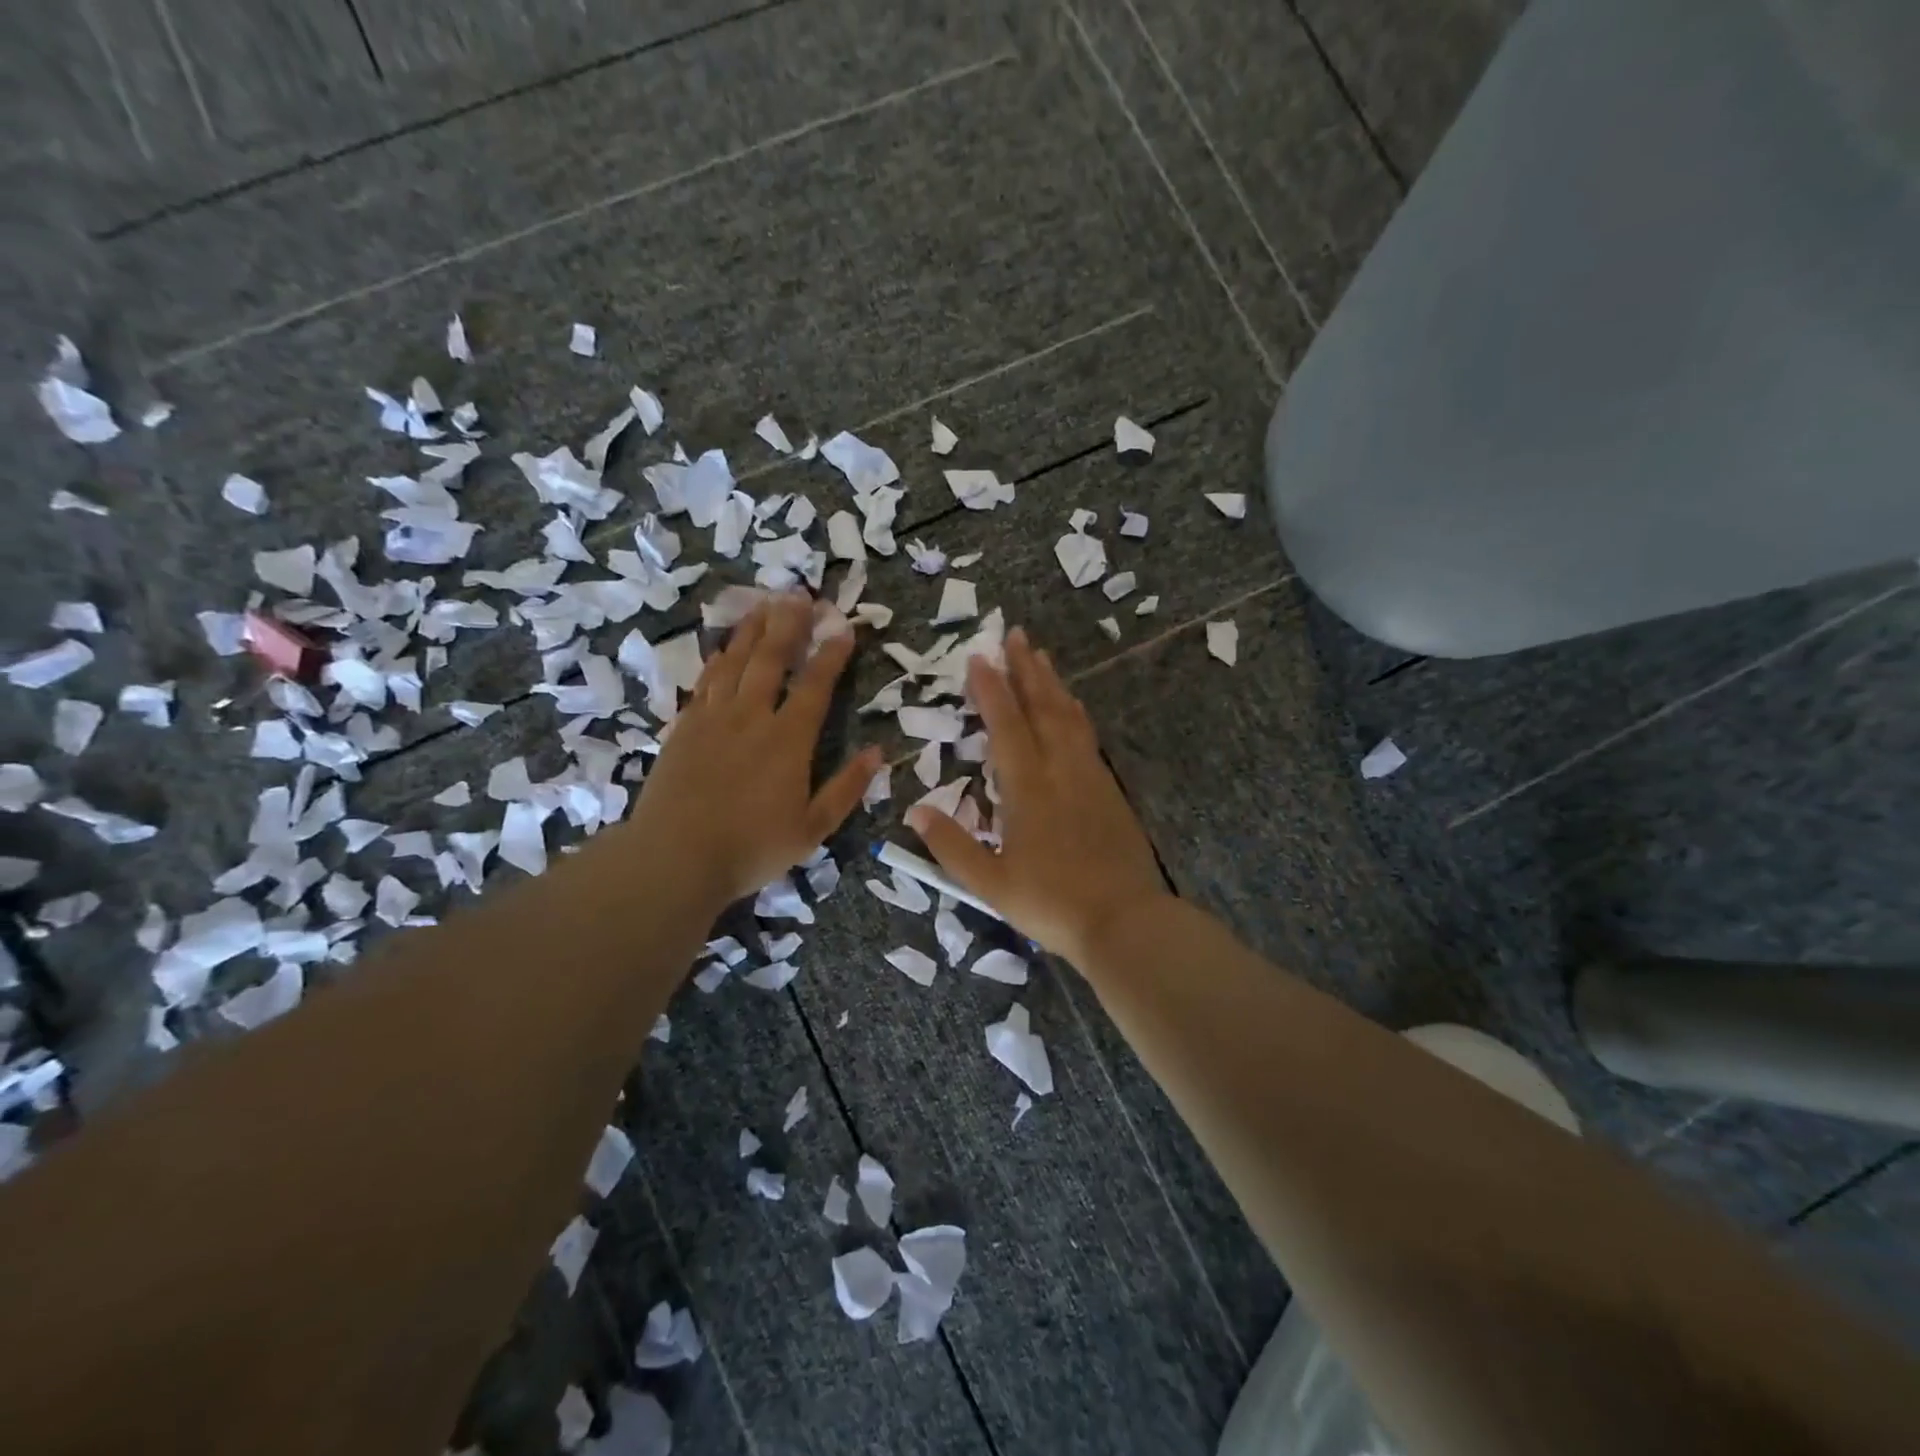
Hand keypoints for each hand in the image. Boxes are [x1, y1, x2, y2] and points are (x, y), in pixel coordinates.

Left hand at [634, 595, 881, 907]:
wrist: (675, 858)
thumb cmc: (751, 848)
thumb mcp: (813, 829)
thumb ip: (846, 788)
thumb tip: (878, 752)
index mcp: (788, 741)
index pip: (815, 686)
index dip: (831, 654)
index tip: (844, 628)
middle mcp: (751, 718)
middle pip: (771, 660)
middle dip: (788, 624)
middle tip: (799, 594)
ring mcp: (713, 719)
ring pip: (734, 662)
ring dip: (752, 631)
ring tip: (764, 604)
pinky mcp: (684, 727)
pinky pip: (705, 682)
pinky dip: (718, 659)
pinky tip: (724, 648)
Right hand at [905, 627, 1169, 964]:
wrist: (1125, 920)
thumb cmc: (1051, 903)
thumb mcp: (991, 883)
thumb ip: (951, 846)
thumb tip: (914, 811)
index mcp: (1028, 788)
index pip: (1006, 725)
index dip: (991, 689)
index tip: (979, 657)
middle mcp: (1061, 770)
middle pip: (1042, 708)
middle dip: (1026, 669)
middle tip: (1015, 635)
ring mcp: (1090, 776)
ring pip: (1069, 717)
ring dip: (1052, 684)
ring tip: (1041, 656)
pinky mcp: (1110, 789)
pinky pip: (1087, 736)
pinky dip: (1075, 712)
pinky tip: (1073, 707)